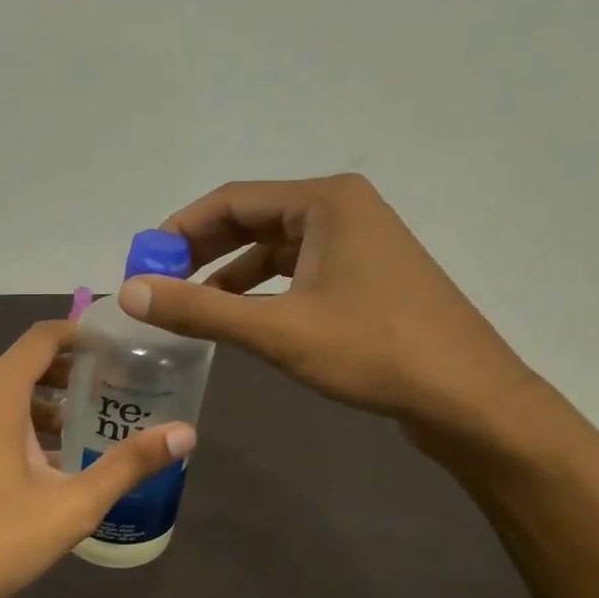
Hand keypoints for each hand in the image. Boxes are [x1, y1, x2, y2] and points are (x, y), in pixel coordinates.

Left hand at [0, 321, 195, 597]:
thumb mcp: (73, 505)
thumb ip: (129, 464)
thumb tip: (186, 434)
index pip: (42, 338)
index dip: (80, 335)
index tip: (116, 349)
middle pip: (21, 364)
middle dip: (66, 375)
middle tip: (108, 394)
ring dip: (39, 404)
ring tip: (79, 432)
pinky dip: (11, 424)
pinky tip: (37, 464)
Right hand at [119, 173, 539, 442]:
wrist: (467, 397)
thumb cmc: (373, 351)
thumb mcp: (277, 331)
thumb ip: (199, 310)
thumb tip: (130, 292)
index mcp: (324, 202)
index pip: (230, 201)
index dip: (178, 231)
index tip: (142, 265)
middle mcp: (341, 209)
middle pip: (251, 220)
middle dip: (200, 252)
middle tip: (158, 286)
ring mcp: (358, 242)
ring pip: (274, 248)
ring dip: (228, 274)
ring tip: (189, 308)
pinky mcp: (365, 276)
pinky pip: (297, 271)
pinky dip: (261, 290)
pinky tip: (239, 319)